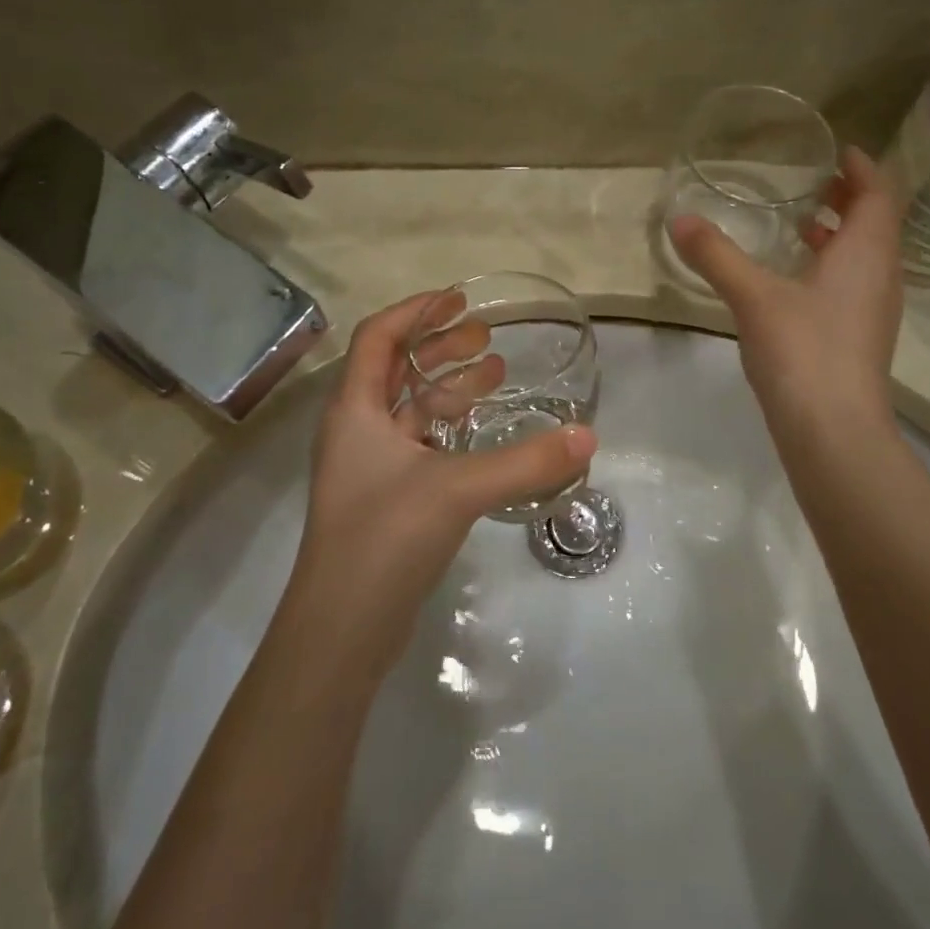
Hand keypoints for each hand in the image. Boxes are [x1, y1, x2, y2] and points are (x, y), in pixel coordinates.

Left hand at [278, 292, 596, 679]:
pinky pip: (421, 446)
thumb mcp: (458, 489)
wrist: (342, 629)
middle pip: (396, 370)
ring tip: (497, 374)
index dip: (416, 311)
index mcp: (355, 410)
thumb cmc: (385, 538)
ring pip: (411, 410)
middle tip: (487, 336)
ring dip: (450, 388)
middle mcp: (356, 430)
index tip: (459, 299)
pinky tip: (485, 435)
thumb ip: (524, 462)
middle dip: (440, 347)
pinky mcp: (387, 499)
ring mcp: (370, 467)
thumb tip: (587, 437)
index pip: (379, 336)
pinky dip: (451, 430)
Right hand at [668, 145, 903, 435]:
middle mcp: (881, 276)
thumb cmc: (803, 350)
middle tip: (816, 184)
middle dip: (850, 199)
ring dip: (841, 236)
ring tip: (803, 226)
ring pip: (866, 258)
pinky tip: (796, 282)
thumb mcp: (752, 296)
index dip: (862, 168)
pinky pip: (854, 285)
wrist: (833, 430)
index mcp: (866, 253)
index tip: (839, 151)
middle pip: (877, 224)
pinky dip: (833, 268)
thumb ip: (716, 256)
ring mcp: (875, 311)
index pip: (879, 194)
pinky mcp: (861, 339)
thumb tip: (679, 219)